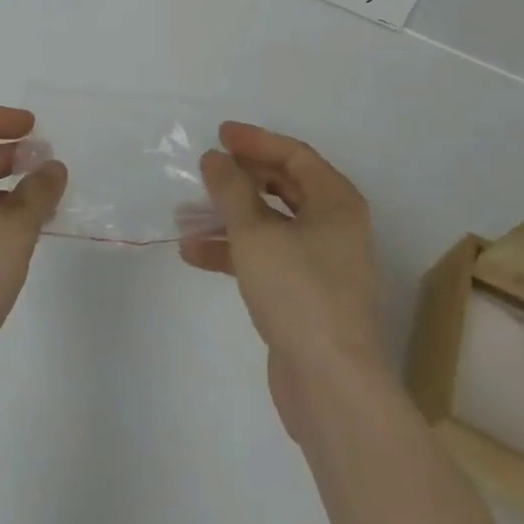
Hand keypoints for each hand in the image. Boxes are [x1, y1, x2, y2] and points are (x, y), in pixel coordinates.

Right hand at [182, 122, 389, 439]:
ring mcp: (321, 264)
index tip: (219, 135)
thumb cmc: (299, 293)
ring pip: (270, 225)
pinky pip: (267, 257)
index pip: (294, 154)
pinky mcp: (305, 297)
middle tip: (205, 172)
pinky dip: (235, 251)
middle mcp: (335, 226)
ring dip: (230, 217)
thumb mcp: (256, 233)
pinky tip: (195, 253)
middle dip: (240, 180)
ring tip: (186, 215)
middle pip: (283, 187)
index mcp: (337, 202)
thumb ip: (231, 189)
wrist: (332, 388)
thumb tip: (215, 158)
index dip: (255, 141)